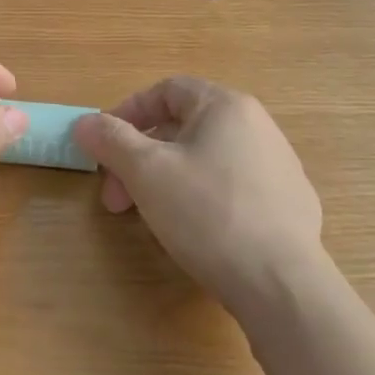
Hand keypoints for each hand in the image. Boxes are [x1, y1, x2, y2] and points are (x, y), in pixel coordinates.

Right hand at [73, 78, 329, 324]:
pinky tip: (192, 232)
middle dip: (140, 158)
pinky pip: (230, 187)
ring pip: (205, 159)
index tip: (103, 146)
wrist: (281, 284)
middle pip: (183, 127)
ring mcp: (278, 166)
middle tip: (117, 198)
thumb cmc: (207, 214)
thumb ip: (111, 140)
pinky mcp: (289, 204)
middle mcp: (257, 126)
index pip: (166, 90)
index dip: (127, 113)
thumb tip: (85, 122)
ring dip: (166, 179)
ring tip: (148, 217)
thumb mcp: (146, 172)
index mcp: (225, 106)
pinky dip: (200, 198)